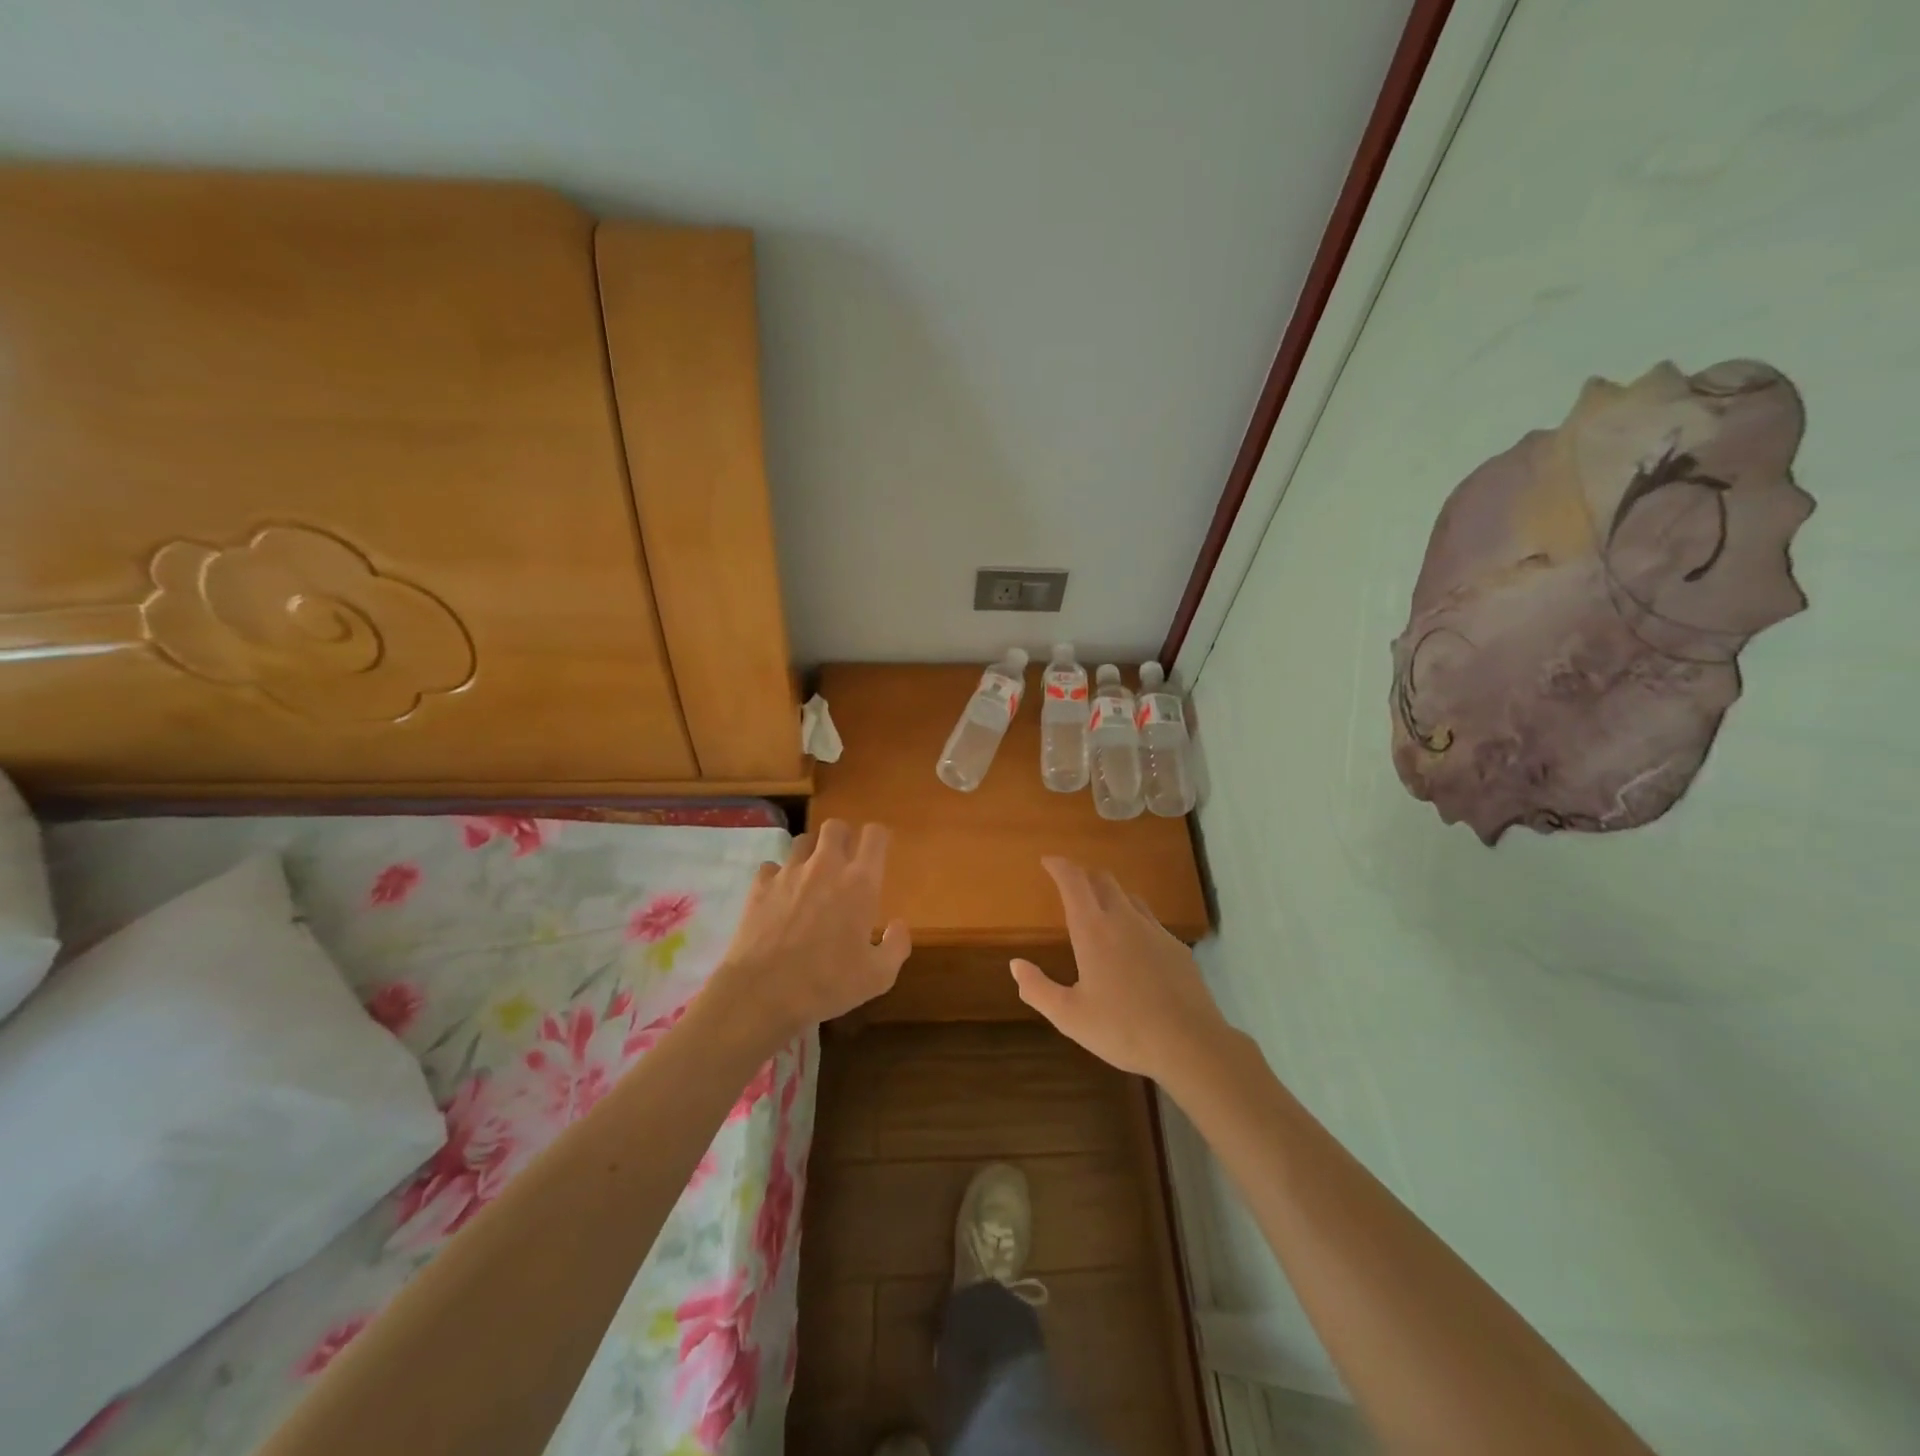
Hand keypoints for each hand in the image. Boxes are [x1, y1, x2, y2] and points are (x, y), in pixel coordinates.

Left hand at [718, 819, 910, 1038]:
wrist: (761, 993)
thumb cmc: (827, 984)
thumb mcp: (878, 977)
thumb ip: (897, 946)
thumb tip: (898, 925)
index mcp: (860, 882)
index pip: (875, 835)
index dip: (878, 839)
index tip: (878, 853)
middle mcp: (826, 866)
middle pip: (835, 826)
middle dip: (843, 838)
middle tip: (844, 863)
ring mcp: (789, 873)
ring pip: (803, 840)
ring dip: (811, 852)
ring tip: (812, 876)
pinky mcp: (760, 885)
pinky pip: (772, 866)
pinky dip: (779, 876)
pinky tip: (781, 896)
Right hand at [1012, 857, 1230, 1084]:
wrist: (1190, 1044)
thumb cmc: (1122, 1029)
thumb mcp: (1069, 1016)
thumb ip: (1038, 989)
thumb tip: (1016, 964)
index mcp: (1094, 930)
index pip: (1074, 882)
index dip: (1060, 866)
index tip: (1048, 861)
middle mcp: (1124, 920)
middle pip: (1103, 880)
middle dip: (1084, 875)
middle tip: (1071, 884)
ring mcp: (1155, 931)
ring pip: (1130, 897)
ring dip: (1111, 895)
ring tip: (1101, 910)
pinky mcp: (1177, 948)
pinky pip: (1150, 922)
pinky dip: (1135, 921)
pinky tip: (1135, 948)